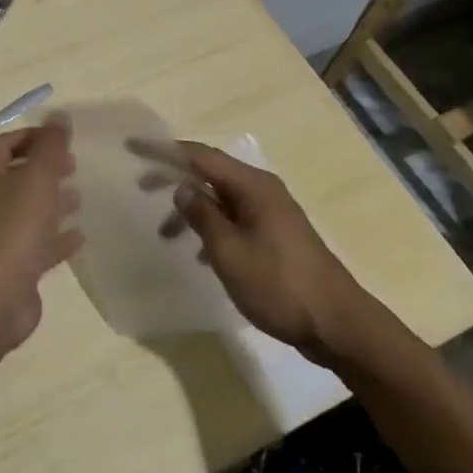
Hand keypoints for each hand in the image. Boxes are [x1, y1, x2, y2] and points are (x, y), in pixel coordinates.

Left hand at [0, 120, 82, 352]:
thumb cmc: (13, 227)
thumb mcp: (37, 178)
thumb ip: (50, 146)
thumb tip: (59, 115)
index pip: (6, 143)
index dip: (32, 136)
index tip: (61, 138)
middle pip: (16, 176)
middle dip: (44, 168)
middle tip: (73, 165)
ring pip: (26, 210)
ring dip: (51, 201)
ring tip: (80, 196)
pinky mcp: (10, 266)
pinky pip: (35, 243)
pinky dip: (55, 236)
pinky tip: (79, 236)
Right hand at [161, 142, 381, 365]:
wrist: (339, 326)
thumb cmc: (280, 285)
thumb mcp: (230, 252)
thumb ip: (202, 216)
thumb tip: (182, 188)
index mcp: (252, 186)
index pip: (200, 156)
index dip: (164, 150)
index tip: (133, 147)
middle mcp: (262, 191)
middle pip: (209, 173)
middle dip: (174, 177)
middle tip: (141, 187)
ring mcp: (271, 214)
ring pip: (220, 200)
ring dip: (192, 210)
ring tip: (165, 234)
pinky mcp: (276, 237)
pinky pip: (234, 220)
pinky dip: (212, 229)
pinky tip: (200, 254)